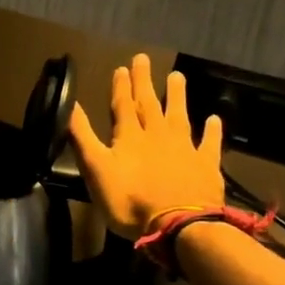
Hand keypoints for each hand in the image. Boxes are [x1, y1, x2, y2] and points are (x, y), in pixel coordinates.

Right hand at [68, 53, 224, 237]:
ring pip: (179, 115)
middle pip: (149, 103)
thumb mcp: (95, 169)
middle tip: (143, 59)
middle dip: (144, 82)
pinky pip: (210, 143)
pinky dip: (212, 130)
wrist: (178, 226)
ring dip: (177, 96)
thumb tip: (70, 105)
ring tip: (177, 76)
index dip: (121, 87)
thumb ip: (82, 137)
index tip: (121, 68)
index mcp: (129, 136)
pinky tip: (214, 119)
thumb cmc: (129, 201)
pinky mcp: (206, 165)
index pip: (122, 105)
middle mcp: (157, 135)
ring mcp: (185, 148)